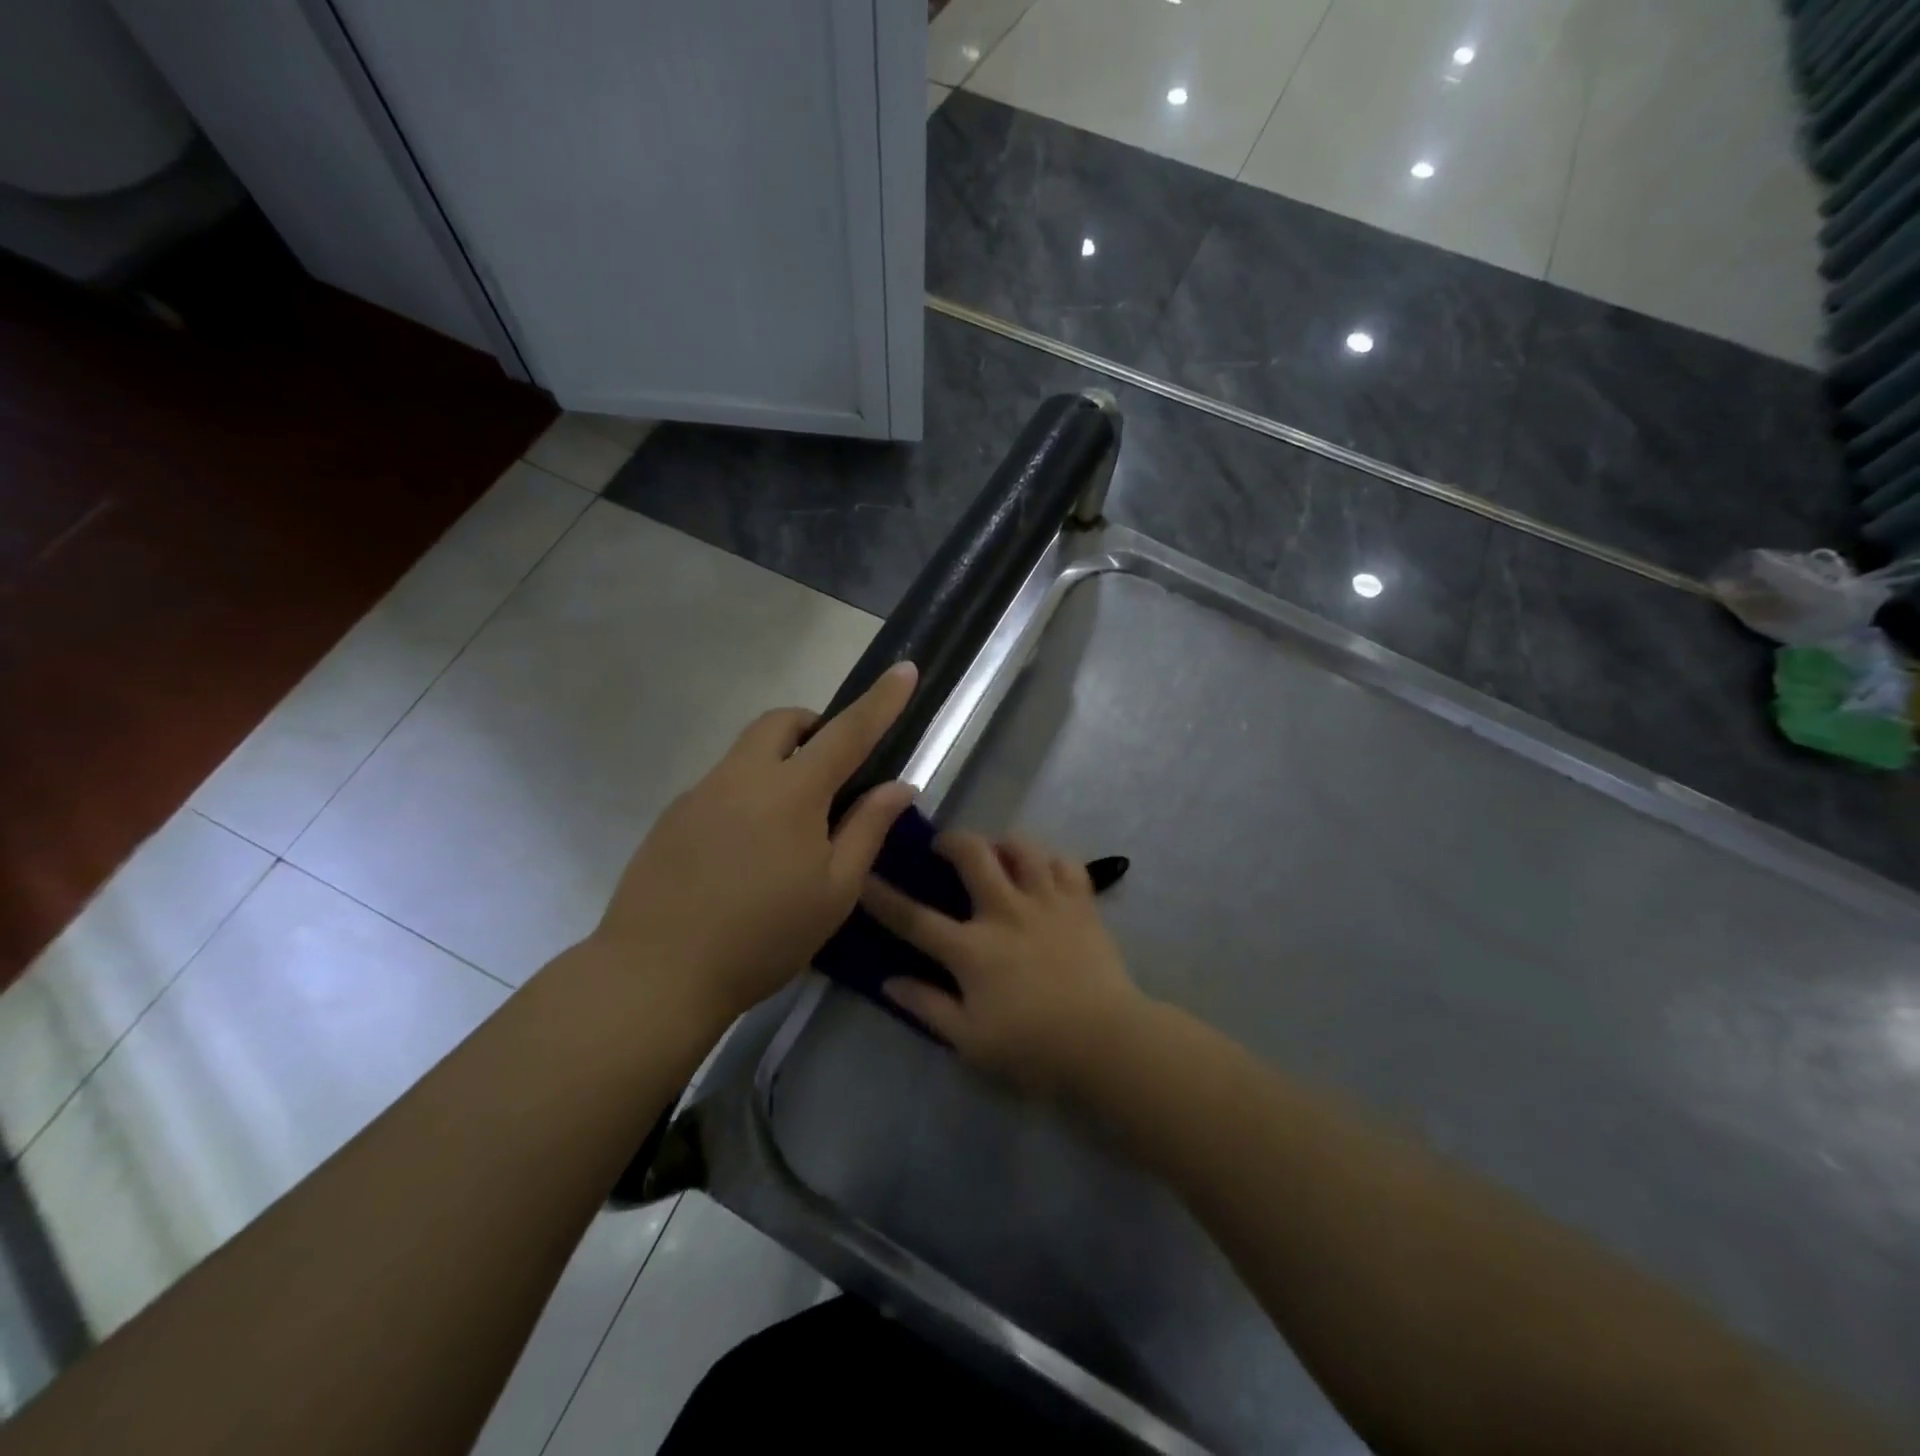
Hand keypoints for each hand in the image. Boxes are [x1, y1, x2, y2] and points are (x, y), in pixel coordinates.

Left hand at [592, 663, 917, 1020]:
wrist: (655, 973)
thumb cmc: (762, 937)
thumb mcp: (834, 892)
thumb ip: (868, 830)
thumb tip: (899, 786)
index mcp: (792, 792)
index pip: (848, 731)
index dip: (881, 700)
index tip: (904, 669)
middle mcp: (742, 777)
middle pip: (782, 722)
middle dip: (814, 726)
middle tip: (833, 769)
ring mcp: (700, 793)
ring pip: (747, 751)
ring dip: (779, 761)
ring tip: (790, 825)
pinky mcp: (672, 816)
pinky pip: (721, 784)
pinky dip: (748, 793)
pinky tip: (745, 852)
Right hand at [862, 832, 1145, 1092]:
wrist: (1106, 1041)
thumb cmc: (1032, 1047)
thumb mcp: (969, 1040)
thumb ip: (927, 1006)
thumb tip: (888, 980)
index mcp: (972, 949)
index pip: (915, 918)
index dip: (883, 897)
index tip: (863, 875)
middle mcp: (1005, 912)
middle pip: (972, 855)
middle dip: (950, 841)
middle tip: (942, 846)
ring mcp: (1046, 902)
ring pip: (1022, 848)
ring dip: (1003, 843)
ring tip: (997, 852)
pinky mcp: (1081, 903)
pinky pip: (1065, 864)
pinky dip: (1050, 861)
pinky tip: (1044, 871)